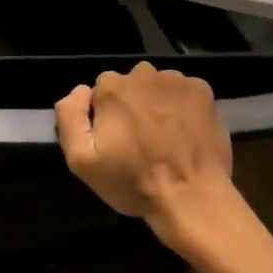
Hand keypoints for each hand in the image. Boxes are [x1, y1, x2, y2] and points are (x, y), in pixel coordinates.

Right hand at [56, 62, 233, 228]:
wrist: (191, 199)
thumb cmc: (133, 182)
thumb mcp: (81, 160)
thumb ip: (69, 117)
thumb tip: (80, 91)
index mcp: (111, 87)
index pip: (100, 91)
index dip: (106, 116)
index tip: (115, 140)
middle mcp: (142, 74)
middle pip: (130, 84)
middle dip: (131, 105)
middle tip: (141, 140)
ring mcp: (176, 80)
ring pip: (157, 86)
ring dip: (157, 103)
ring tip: (165, 137)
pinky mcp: (203, 91)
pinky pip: (184, 91)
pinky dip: (183, 105)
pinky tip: (186, 131)